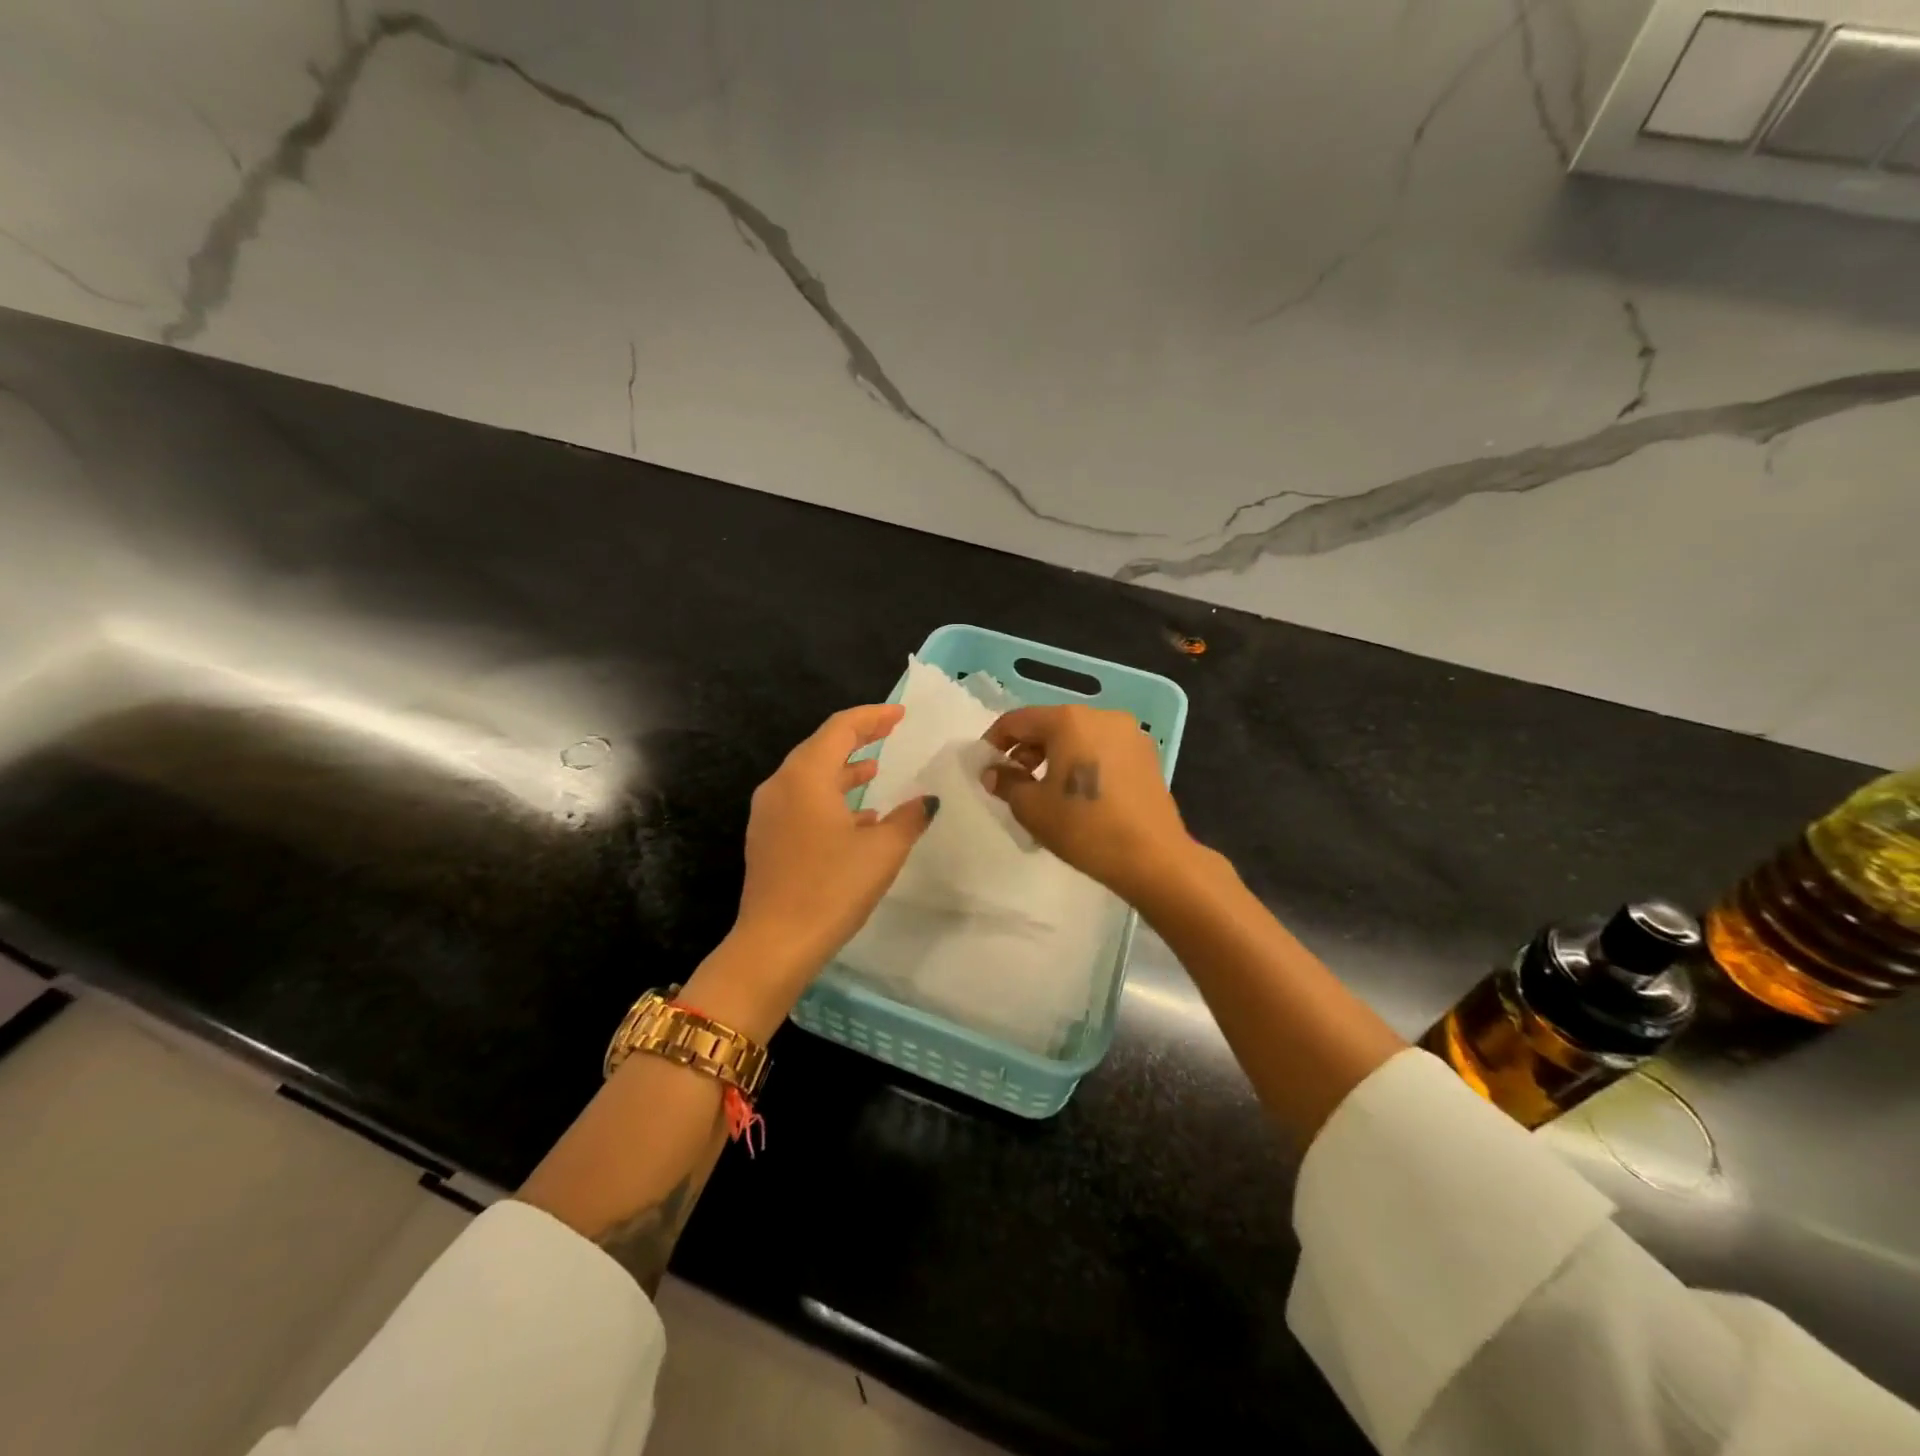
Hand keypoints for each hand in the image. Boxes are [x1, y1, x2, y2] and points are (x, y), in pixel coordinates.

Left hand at [729, 704, 938, 994]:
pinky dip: (830, 797)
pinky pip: (801, 801)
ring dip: (843, 770)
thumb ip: (908, 818)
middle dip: (857, 739)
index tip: (900, 714)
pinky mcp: (767, 838)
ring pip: (810, 776)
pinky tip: (857, 817)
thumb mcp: (882, 850)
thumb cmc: (832, 888)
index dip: (872, 717)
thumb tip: (927, 801)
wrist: (775, 944)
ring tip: (875, 770)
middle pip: (821, 747)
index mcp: (806, 776)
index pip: (840, 728)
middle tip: (889, 733)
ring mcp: (768, 813)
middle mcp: (781, 785)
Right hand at [983, 704, 1197, 904]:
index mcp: (1069, 721)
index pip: (1017, 720)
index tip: (984, 767)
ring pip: (1078, 736)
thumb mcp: (1031, 807)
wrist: (1153, 858)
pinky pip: (1101, 749)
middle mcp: (1101, 716)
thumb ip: (1006, 782)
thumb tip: (993, 772)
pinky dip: (1082, 762)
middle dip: (1026, 749)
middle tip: (1013, 782)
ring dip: (1054, 756)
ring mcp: (1129, 733)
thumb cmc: (1084, 827)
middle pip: (1050, 724)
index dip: (994, 742)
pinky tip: (1078, 793)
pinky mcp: (1146, 755)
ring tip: (1045, 790)